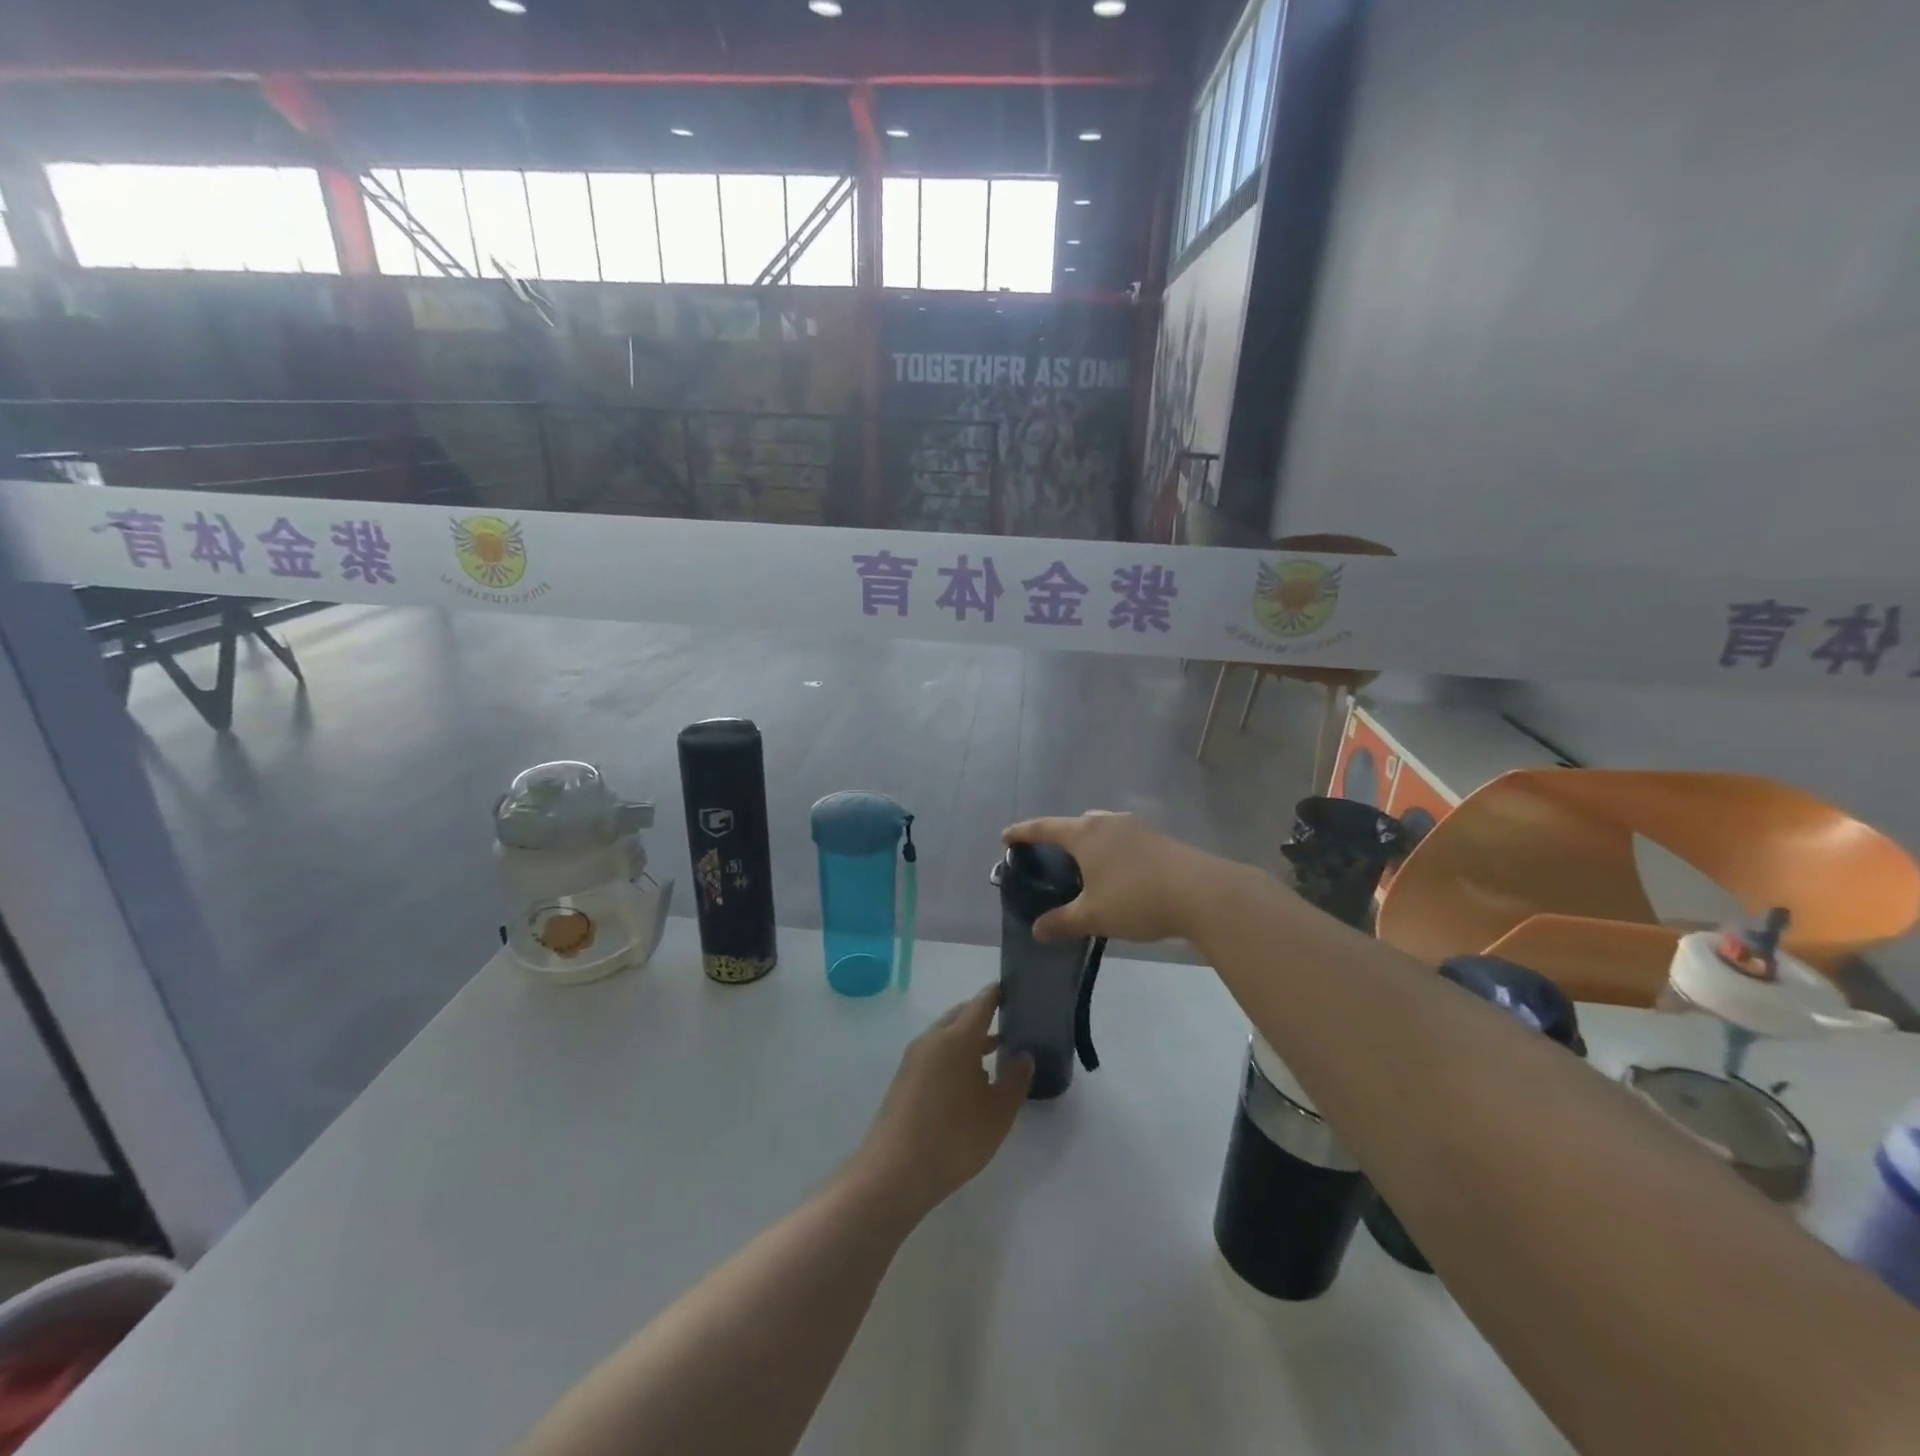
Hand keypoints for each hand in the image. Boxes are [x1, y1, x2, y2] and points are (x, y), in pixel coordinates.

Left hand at [858, 986, 1032, 1215]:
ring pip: (947, 1034)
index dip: (998, 993)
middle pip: (961, 1015)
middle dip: (984, 1015)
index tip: (1016, 989)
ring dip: (969, 1037)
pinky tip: (969, 1079)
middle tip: (1010, 1023)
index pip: (981, 1002)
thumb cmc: (954, 1138)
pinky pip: (935, 1052)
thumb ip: (1015, 1080)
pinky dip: (954, 1053)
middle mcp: (933, 1039)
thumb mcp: (997, 1113)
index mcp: (957, 1038)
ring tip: (996, 1052)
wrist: (894, 1172)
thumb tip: (1023, 1054)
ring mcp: (914, 1057)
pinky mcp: (905, 1077)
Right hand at [1001, 811, 1230, 944]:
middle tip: (1051, 856)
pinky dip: (1113, 852)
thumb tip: (1036, 930)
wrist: (1202, 893)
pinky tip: (1119, 875)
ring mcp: (1137, 828)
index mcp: (1085, 834)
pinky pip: (1124, 840)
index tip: (1006, 837)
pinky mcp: (1159, 839)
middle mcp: (1108, 822)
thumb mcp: (1094, 916)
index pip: (1045, 828)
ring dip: (1091, 844)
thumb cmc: (1137, 899)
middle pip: (1076, 824)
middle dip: (1061, 837)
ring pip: (1103, 830)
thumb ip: (1062, 922)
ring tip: (1087, 867)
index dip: (1023, 833)